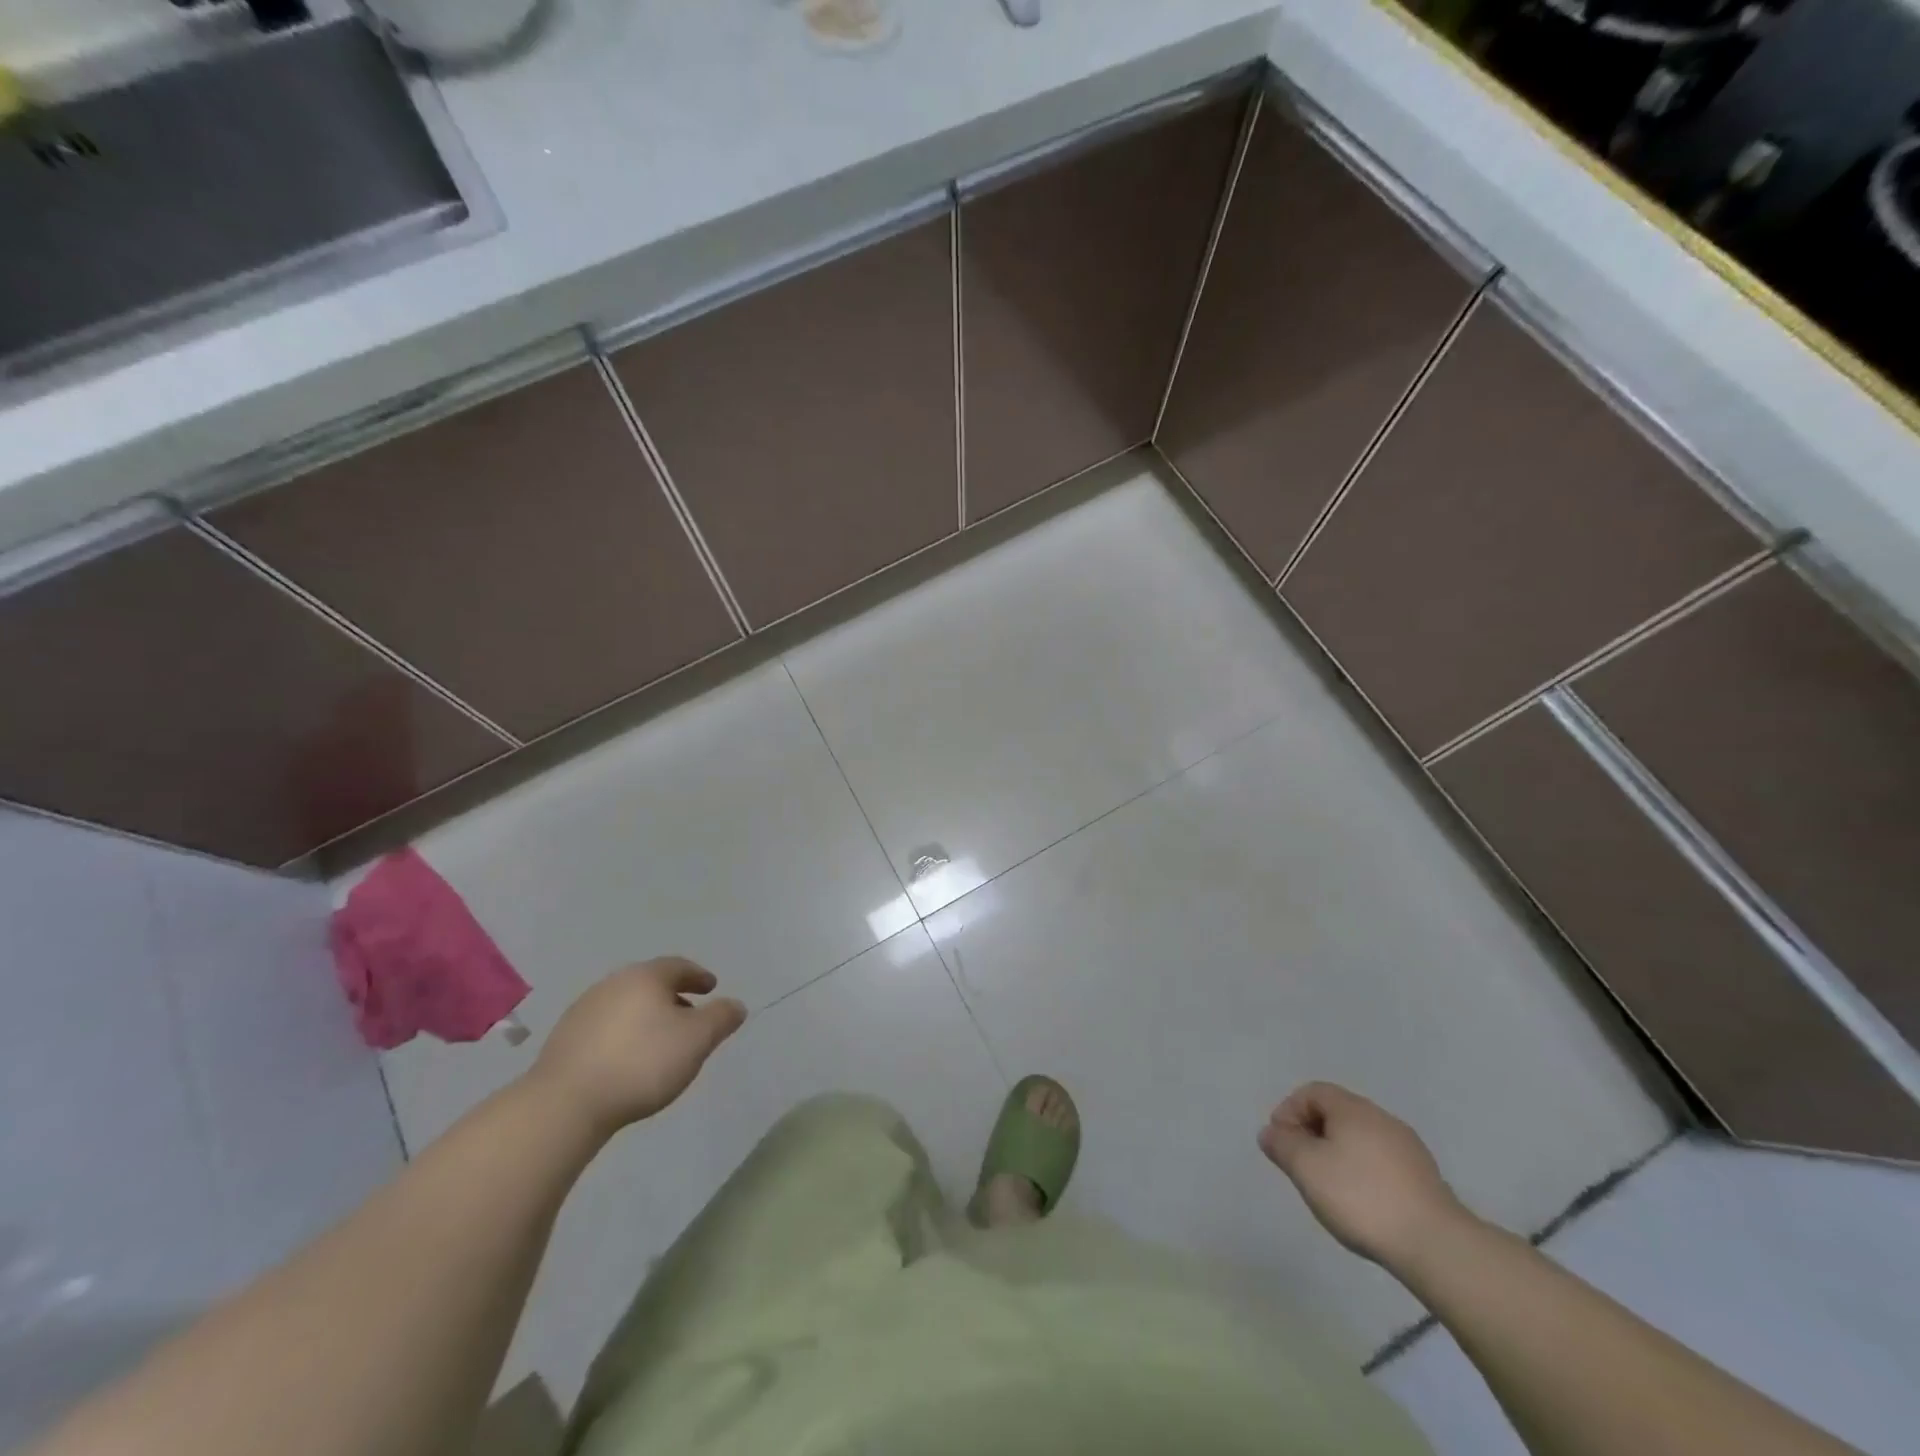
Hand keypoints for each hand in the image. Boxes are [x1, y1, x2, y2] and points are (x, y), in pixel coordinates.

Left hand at [527, 958, 746, 1136]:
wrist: (566, 1103)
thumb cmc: (642, 1063)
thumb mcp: (697, 1040)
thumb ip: (721, 1018)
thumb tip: (735, 1004)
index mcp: (645, 977)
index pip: (679, 966)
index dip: (698, 976)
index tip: (711, 988)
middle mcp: (613, 983)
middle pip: (650, 984)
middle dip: (673, 997)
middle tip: (689, 1017)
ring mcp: (584, 1010)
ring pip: (626, 1005)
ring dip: (646, 1017)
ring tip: (659, 1043)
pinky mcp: (563, 1039)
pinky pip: (605, 1027)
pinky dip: (623, 1034)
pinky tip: (627, 1059)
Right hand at [1259, 1081, 1471, 1270]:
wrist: (1436, 1245)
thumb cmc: (1360, 1197)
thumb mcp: (1306, 1168)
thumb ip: (1282, 1145)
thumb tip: (1271, 1132)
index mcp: (1353, 1109)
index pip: (1312, 1092)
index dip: (1289, 1110)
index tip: (1281, 1143)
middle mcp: (1381, 1118)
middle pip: (1337, 1113)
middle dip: (1312, 1133)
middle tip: (1301, 1166)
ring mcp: (1408, 1148)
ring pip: (1360, 1139)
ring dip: (1337, 1154)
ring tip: (1329, 1188)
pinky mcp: (1425, 1178)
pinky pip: (1381, 1162)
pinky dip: (1363, 1173)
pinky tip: (1362, 1203)